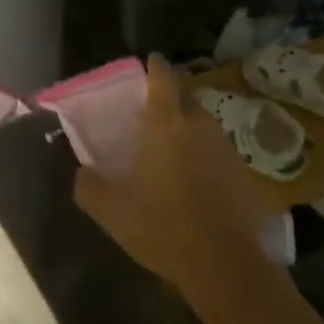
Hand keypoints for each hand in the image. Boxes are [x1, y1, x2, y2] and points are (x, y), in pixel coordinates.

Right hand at [73, 54, 275, 306]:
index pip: (163, 78)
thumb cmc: (163, 226)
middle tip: (153, 111)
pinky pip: (217, 149)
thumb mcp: (112, 211)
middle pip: (186, 97)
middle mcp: (198, 125)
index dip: (155, 66)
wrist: (224, 262)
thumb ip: (89, 186)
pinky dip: (204, 153)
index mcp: (167, 124)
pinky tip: (195, 177)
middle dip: (171, 97)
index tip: (150, 61)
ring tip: (172, 146)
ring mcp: (224, 146)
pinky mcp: (241, 170)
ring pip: (203, 123)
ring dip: (188, 127)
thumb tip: (81, 172)